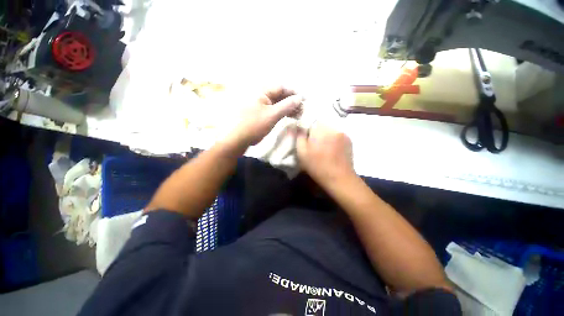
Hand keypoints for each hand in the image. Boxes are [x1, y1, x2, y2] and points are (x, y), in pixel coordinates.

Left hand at [227, 86, 302, 147]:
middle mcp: (262, 96)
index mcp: (262, 92)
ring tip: (298, 114)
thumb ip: (287, 105)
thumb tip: (300, 98)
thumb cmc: (255, 125)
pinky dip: (283, 113)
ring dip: (288, 108)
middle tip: (302, 109)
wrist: (239, 139)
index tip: (304, 100)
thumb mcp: (272, 115)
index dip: (293, 93)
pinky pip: (275, 110)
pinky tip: (290, 116)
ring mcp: (261, 105)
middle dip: (292, 102)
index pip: (281, 88)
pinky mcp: (262, 114)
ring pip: (278, 104)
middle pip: (280, 95)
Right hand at [296, 123, 354, 185]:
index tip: (306, 139)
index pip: (310, 120)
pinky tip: (332, 149)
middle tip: (314, 144)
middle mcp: (333, 127)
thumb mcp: (302, 152)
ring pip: (329, 129)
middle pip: (320, 124)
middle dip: (316, 131)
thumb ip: (299, 136)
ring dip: (324, 135)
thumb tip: (298, 126)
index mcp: (320, 130)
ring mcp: (343, 133)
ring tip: (323, 148)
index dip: (306, 128)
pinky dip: (333, 138)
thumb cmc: (317, 166)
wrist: (339, 178)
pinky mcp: (349, 139)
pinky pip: (337, 134)